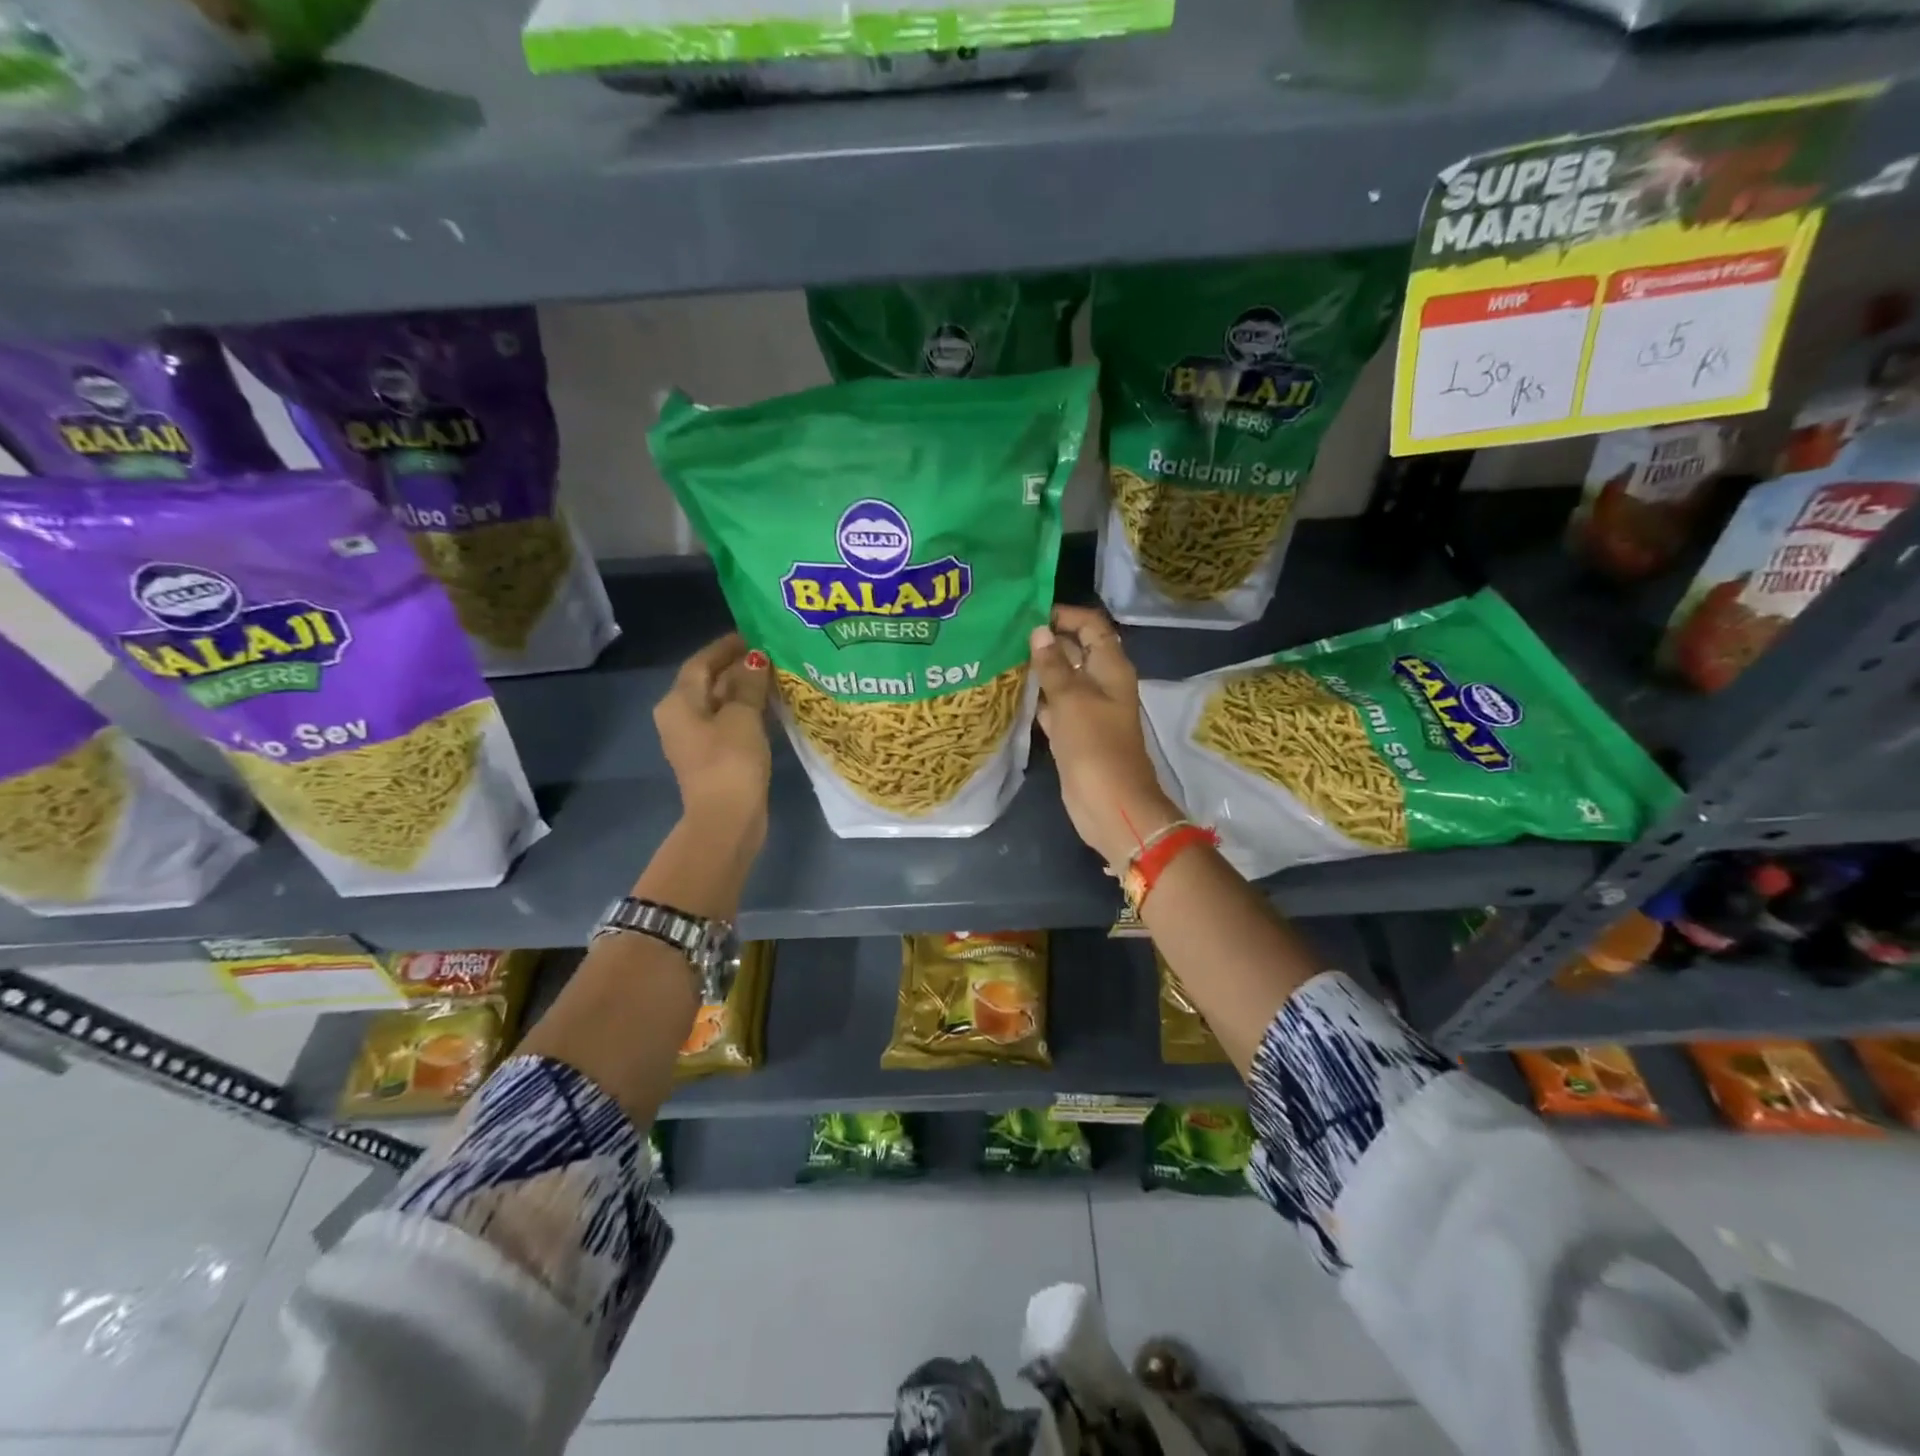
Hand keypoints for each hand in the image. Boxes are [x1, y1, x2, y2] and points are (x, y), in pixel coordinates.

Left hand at [654, 633, 771, 841]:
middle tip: (773, 653)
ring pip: (720, 703)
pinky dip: (747, 711)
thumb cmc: (730, 760)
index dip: (727, 646)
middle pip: (709, 681)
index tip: (756, 633)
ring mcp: (696, 739)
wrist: (727, 819)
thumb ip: (749, 683)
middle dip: (738, 667)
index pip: (701, 662)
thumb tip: (755, 658)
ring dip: (745, 689)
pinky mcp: (713, 757)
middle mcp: (680, 717)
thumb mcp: (742, 716)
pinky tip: (771, 706)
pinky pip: (729, 723)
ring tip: (777, 675)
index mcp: (678, 702)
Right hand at [1029, 605, 1181, 867]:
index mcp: (1111, 668)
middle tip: (1005, 634)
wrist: (1109, 804)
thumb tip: (1039, 632)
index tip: (1029, 613)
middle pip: (1076, 651)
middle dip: (1046, 642)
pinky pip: (1055, 708)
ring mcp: (1088, 711)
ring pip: (1063, 680)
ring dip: (1039, 671)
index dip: (1065, 616)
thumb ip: (1054, 665)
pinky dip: (1038, 700)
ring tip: (1001, 658)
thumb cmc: (1094, 746)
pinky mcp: (1075, 735)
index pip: (1092, 626)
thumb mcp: (1071, 699)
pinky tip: (1011, 694)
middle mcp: (1102, 684)